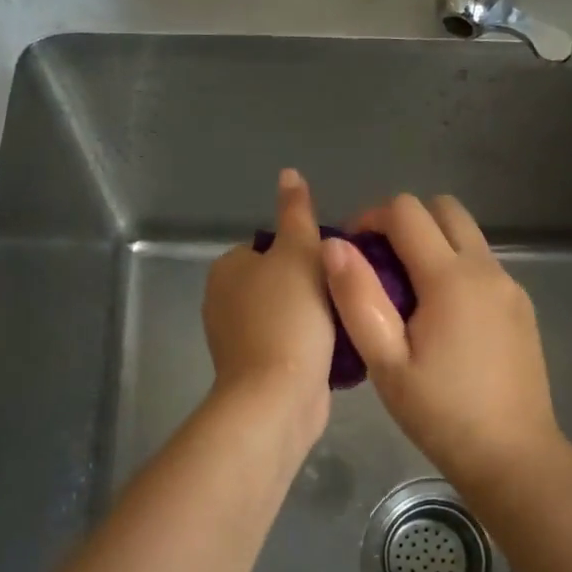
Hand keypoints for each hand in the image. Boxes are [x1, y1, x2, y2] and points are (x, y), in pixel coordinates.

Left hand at [202, 169, 335, 445]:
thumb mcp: (300, 254)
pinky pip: (290, 342)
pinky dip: (310, 342)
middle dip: (315, 284)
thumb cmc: (289, 318)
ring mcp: (238, 337)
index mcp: (227, 269)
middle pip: (282, 279)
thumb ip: (296, 213)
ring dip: (317, 314)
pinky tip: (336, 347)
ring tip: (348, 317)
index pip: (273, 245)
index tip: (336, 266)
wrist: (279, 397)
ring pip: (289, 311)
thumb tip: (288, 173)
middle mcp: (224, 300)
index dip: (308, 252)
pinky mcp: (256, 368)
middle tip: (346, 291)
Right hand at [322, 193, 562, 490]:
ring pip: (466, 234)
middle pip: (444, 208)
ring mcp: (510, 286)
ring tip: (404, 292)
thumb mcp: (386, 362)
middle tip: (378, 262)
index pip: (406, 211)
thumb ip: (358, 297)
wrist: (514, 457)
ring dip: (431, 242)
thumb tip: (334, 245)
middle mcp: (486, 269)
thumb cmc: (441, 414)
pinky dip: (454, 266)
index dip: (370, 217)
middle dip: (404, 220)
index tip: (351, 249)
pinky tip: (439, 317)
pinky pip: (482, 264)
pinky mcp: (521, 306)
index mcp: (450, 277)